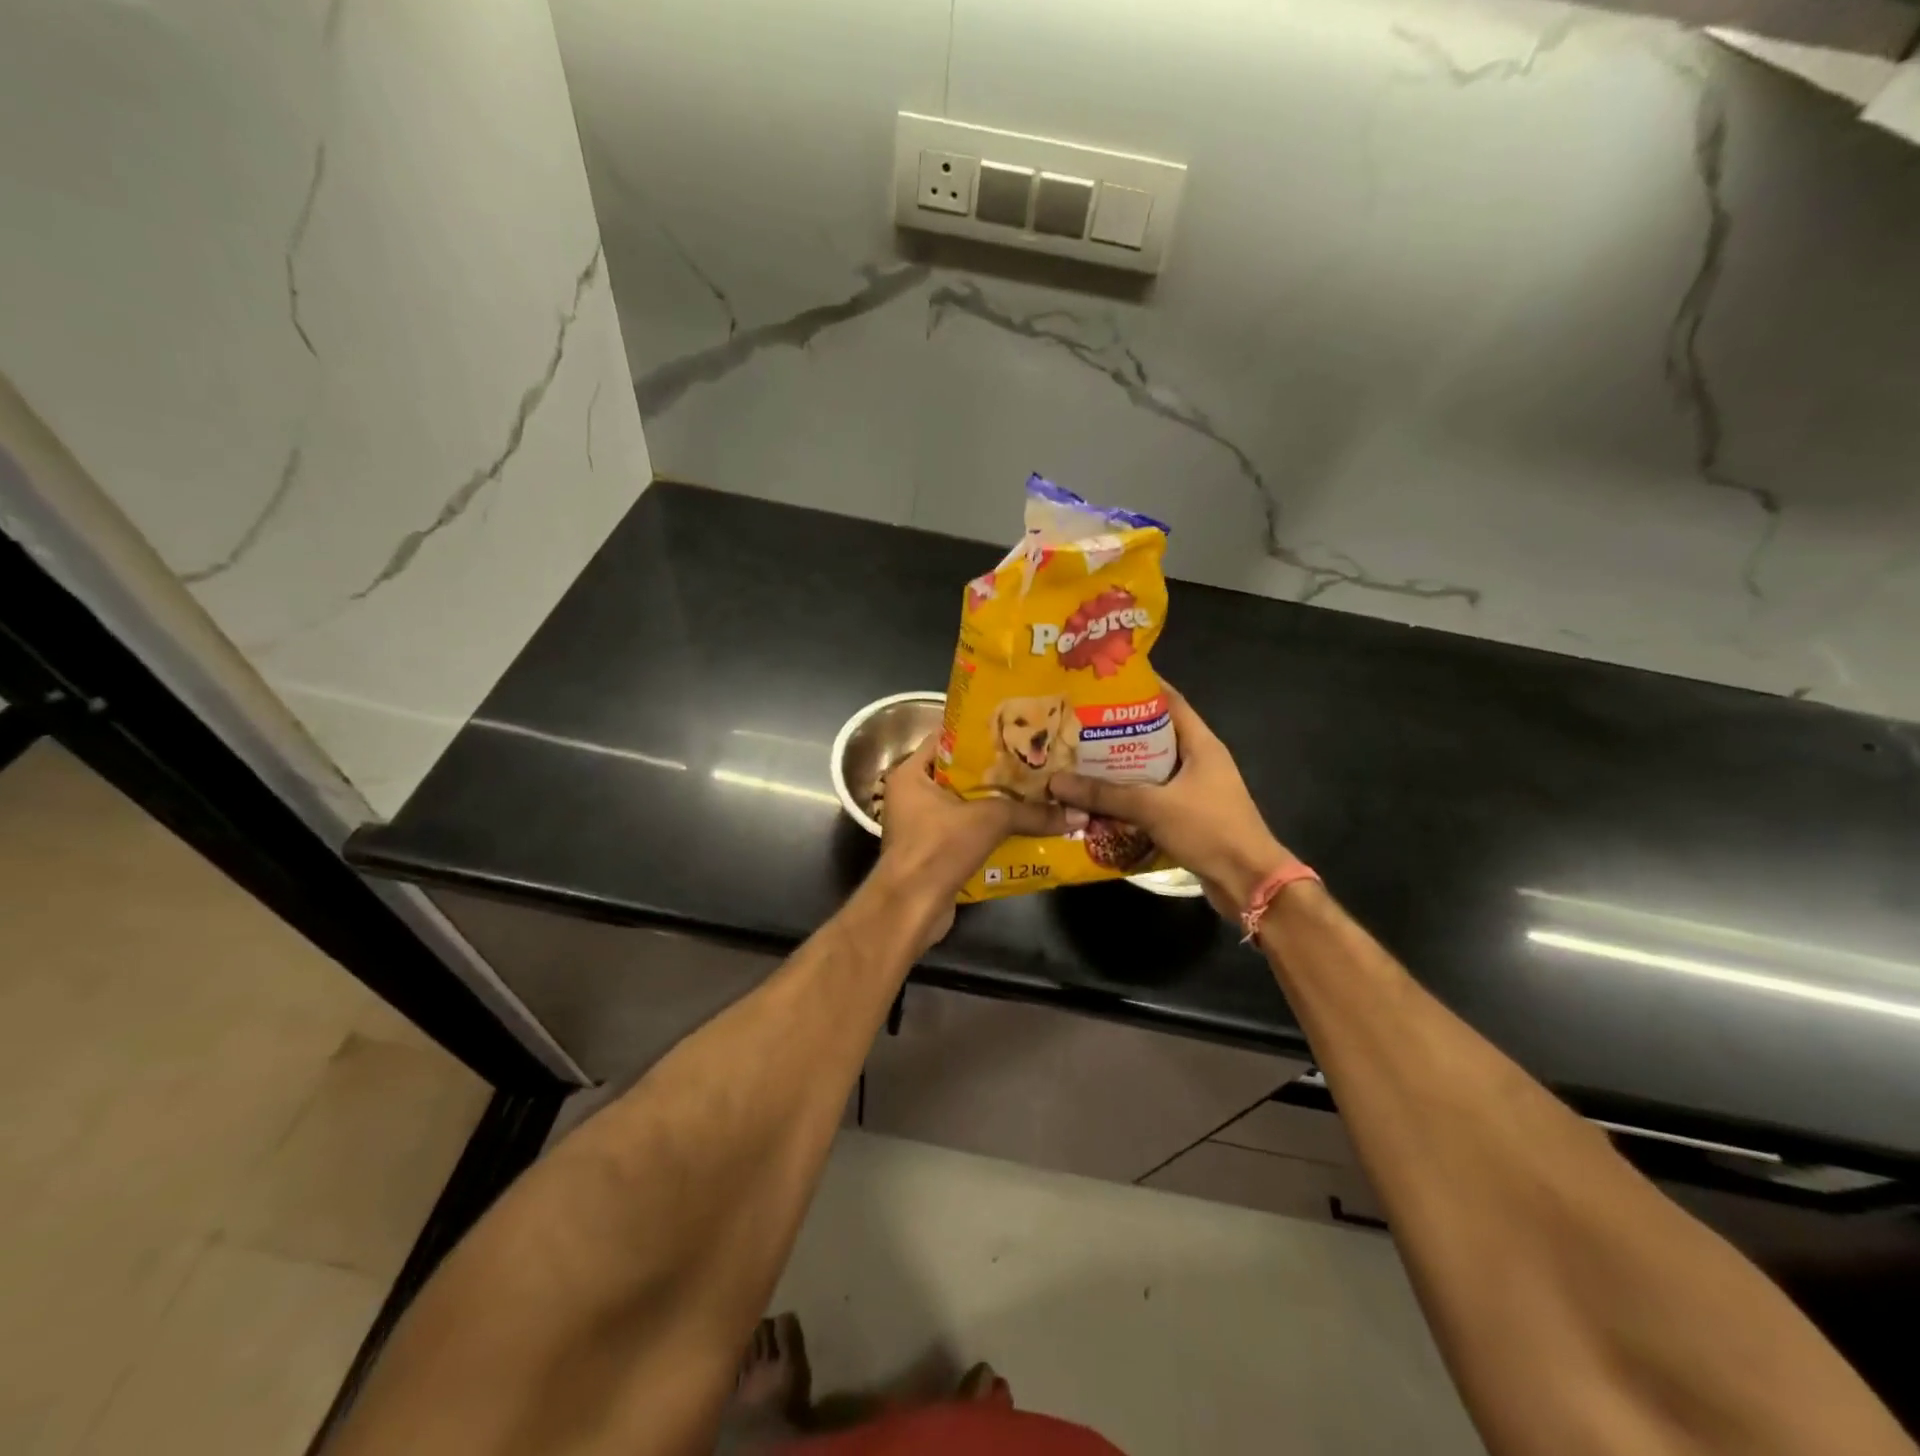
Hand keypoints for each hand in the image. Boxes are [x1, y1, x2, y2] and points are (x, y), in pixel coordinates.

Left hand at [872, 736, 1086, 943]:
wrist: (911, 908)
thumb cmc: (938, 848)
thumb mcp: (989, 820)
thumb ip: (1032, 813)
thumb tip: (1078, 814)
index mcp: (911, 773)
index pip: (946, 738)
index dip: (980, 733)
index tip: (1015, 731)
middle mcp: (911, 794)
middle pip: (959, 773)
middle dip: (995, 770)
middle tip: (1033, 760)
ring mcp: (920, 825)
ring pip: (965, 804)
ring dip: (996, 802)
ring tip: (1036, 790)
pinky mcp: (933, 851)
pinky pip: (966, 830)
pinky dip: (990, 829)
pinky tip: (1024, 826)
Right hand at [1049, 687, 1296, 918]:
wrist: (1248, 881)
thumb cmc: (1209, 829)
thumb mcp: (1153, 806)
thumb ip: (1104, 793)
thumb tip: (1056, 781)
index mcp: (1201, 744)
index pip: (1170, 701)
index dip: (1140, 688)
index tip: (1103, 682)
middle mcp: (1199, 761)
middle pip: (1154, 735)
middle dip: (1118, 730)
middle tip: (1078, 723)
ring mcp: (1194, 789)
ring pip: (1150, 769)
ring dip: (1119, 767)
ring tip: (1079, 758)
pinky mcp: (1187, 815)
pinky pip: (1152, 797)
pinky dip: (1127, 796)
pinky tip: (1097, 799)